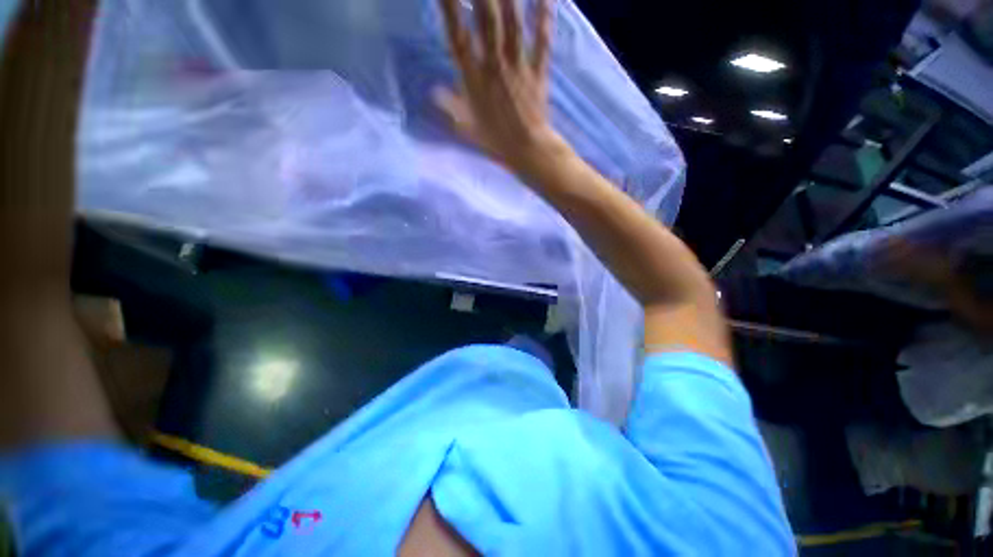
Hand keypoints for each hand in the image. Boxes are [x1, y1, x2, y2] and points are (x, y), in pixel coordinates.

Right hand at [435, 0, 564, 170]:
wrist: (526, 150)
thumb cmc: (495, 141)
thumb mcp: (466, 127)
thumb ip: (450, 107)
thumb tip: (433, 92)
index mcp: (474, 79)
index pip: (457, 36)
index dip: (449, 7)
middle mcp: (495, 65)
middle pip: (486, 19)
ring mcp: (519, 66)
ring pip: (513, 23)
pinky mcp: (538, 71)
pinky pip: (541, 40)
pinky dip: (544, 16)